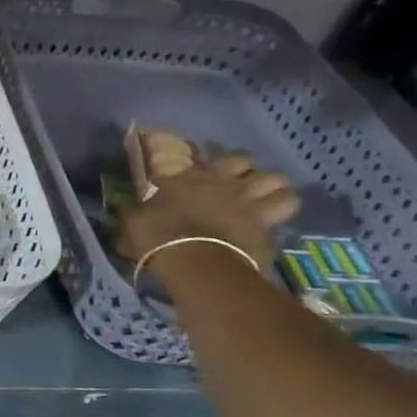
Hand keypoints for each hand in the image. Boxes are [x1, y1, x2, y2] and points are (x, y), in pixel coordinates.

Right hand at [113, 152, 298, 274]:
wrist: (195, 262)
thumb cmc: (157, 236)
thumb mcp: (134, 221)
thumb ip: (138, 211)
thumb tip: (133, 211)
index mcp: (189, 176)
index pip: (202, 155)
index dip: (203, 163)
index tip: (199, 172)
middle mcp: (223, 181)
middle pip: (247, 161)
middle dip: (245, 171)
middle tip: (237, 185)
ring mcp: (249, 202)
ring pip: (279, 183)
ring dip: (274, 191)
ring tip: (266, 202)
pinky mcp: (268, 227)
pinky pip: (283, 215)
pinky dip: (278, 220)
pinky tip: (269, 229)